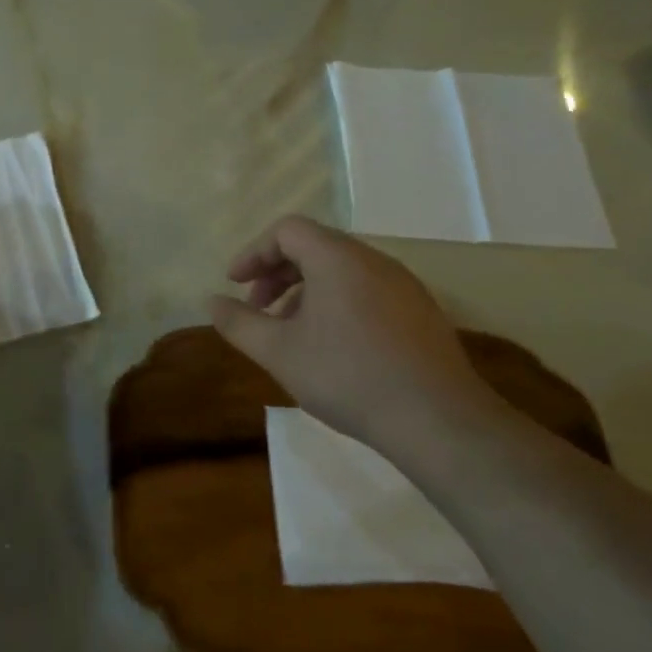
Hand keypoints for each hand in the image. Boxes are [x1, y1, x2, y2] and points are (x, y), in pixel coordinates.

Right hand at [207, 216, 495, 448]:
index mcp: (338, 258)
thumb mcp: (278, 352)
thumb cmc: (348, 376)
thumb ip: (239, 323)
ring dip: (305, 290)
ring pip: (342, 270)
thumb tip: (212, 302)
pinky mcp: (421, 312)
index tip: (234, 283)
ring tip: (290, 331)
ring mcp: (403, 285)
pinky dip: (337, 302)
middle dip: (277, 272)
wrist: (438, 421)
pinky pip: (367, 290)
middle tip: (257, 308)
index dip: (254, 252)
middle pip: (315, 246)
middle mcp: (374, 260)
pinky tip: (332, 346)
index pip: (287, 230)